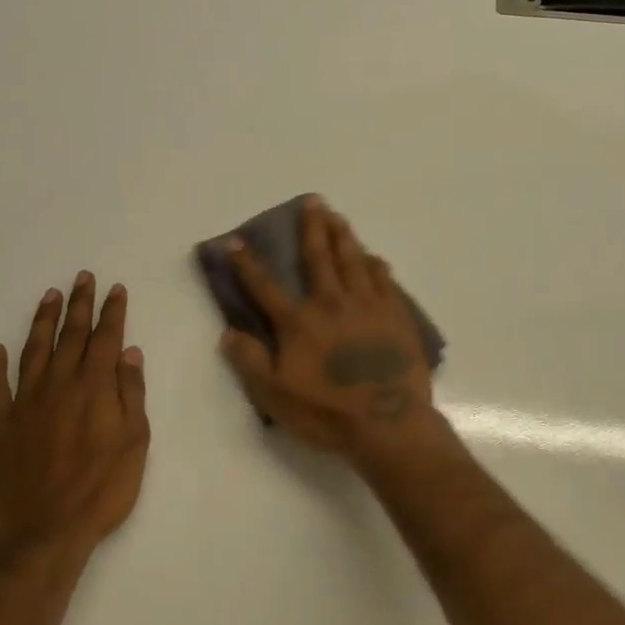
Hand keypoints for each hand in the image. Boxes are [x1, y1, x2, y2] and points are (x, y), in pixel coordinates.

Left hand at [0, 273, 149, 559]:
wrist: (43, 536)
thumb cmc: (101, 491)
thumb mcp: (134, 443)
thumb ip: (131, 394)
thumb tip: (130, 353)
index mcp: (94, 388)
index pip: (105, 338)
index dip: (111, 312)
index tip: (115, 289)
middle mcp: (58, 385)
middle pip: (69, 335)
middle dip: (79, 304)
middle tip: (82, 277)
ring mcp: (24, 404)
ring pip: (33, 351)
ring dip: (42, 322)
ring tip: (49, 296)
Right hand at [220, 198, 445, 461]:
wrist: (388, 423)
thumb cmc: (327, 412)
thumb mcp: (275, 396)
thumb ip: (250, 362)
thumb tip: (228, 333)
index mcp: (300, 322)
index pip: (266, 287)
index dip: (248, 264)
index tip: (236, 241)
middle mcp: (332, 303)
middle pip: (318, 258)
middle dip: (311, 228)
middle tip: (312, 201)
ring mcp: (368, 306)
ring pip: (353, 260)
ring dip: (343, 236)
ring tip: (338, 216)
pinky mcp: (395, 315)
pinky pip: (384, 280)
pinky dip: (376, 265)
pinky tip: (374, 257)